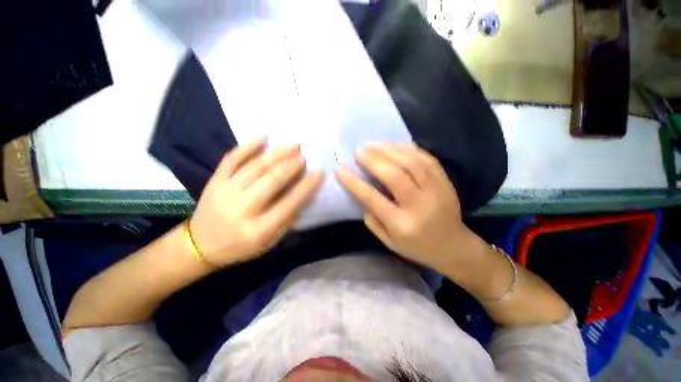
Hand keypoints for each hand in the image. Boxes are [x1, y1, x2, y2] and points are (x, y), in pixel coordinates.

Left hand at [190, 139, 322, 266]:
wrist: (200, 245)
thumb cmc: (239, 247)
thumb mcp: (268, 243)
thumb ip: (286, 221)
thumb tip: (301, 196)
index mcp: (258, 229)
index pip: (289, 203)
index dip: (307, 186)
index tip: (319, 172)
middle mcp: (242, 208)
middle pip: (272, 181)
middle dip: (291, 166)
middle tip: (304, 157)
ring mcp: (225, 191)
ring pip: (255, 167)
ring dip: (277, 154)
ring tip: (293, 146)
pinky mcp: (215, 181)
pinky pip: (231, 159)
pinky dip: (247, 147)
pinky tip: (262, 138)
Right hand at [335, 142, 472, 271]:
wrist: (454, 246)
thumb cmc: (417, 247)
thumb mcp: (390, 242)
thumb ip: (373, 221)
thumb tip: (361, 196)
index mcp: (402, 224)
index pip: (373, 198)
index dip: (354, 182)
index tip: (339, 168)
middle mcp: (419, 205)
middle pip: (395, 175)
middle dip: (374, 160)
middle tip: (359, 150)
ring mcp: (436, 190)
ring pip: (412, 163)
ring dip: (390, 150)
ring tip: (373, 144)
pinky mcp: (445, 182)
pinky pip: (427, 159)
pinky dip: (409, 149)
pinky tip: (395, 144)